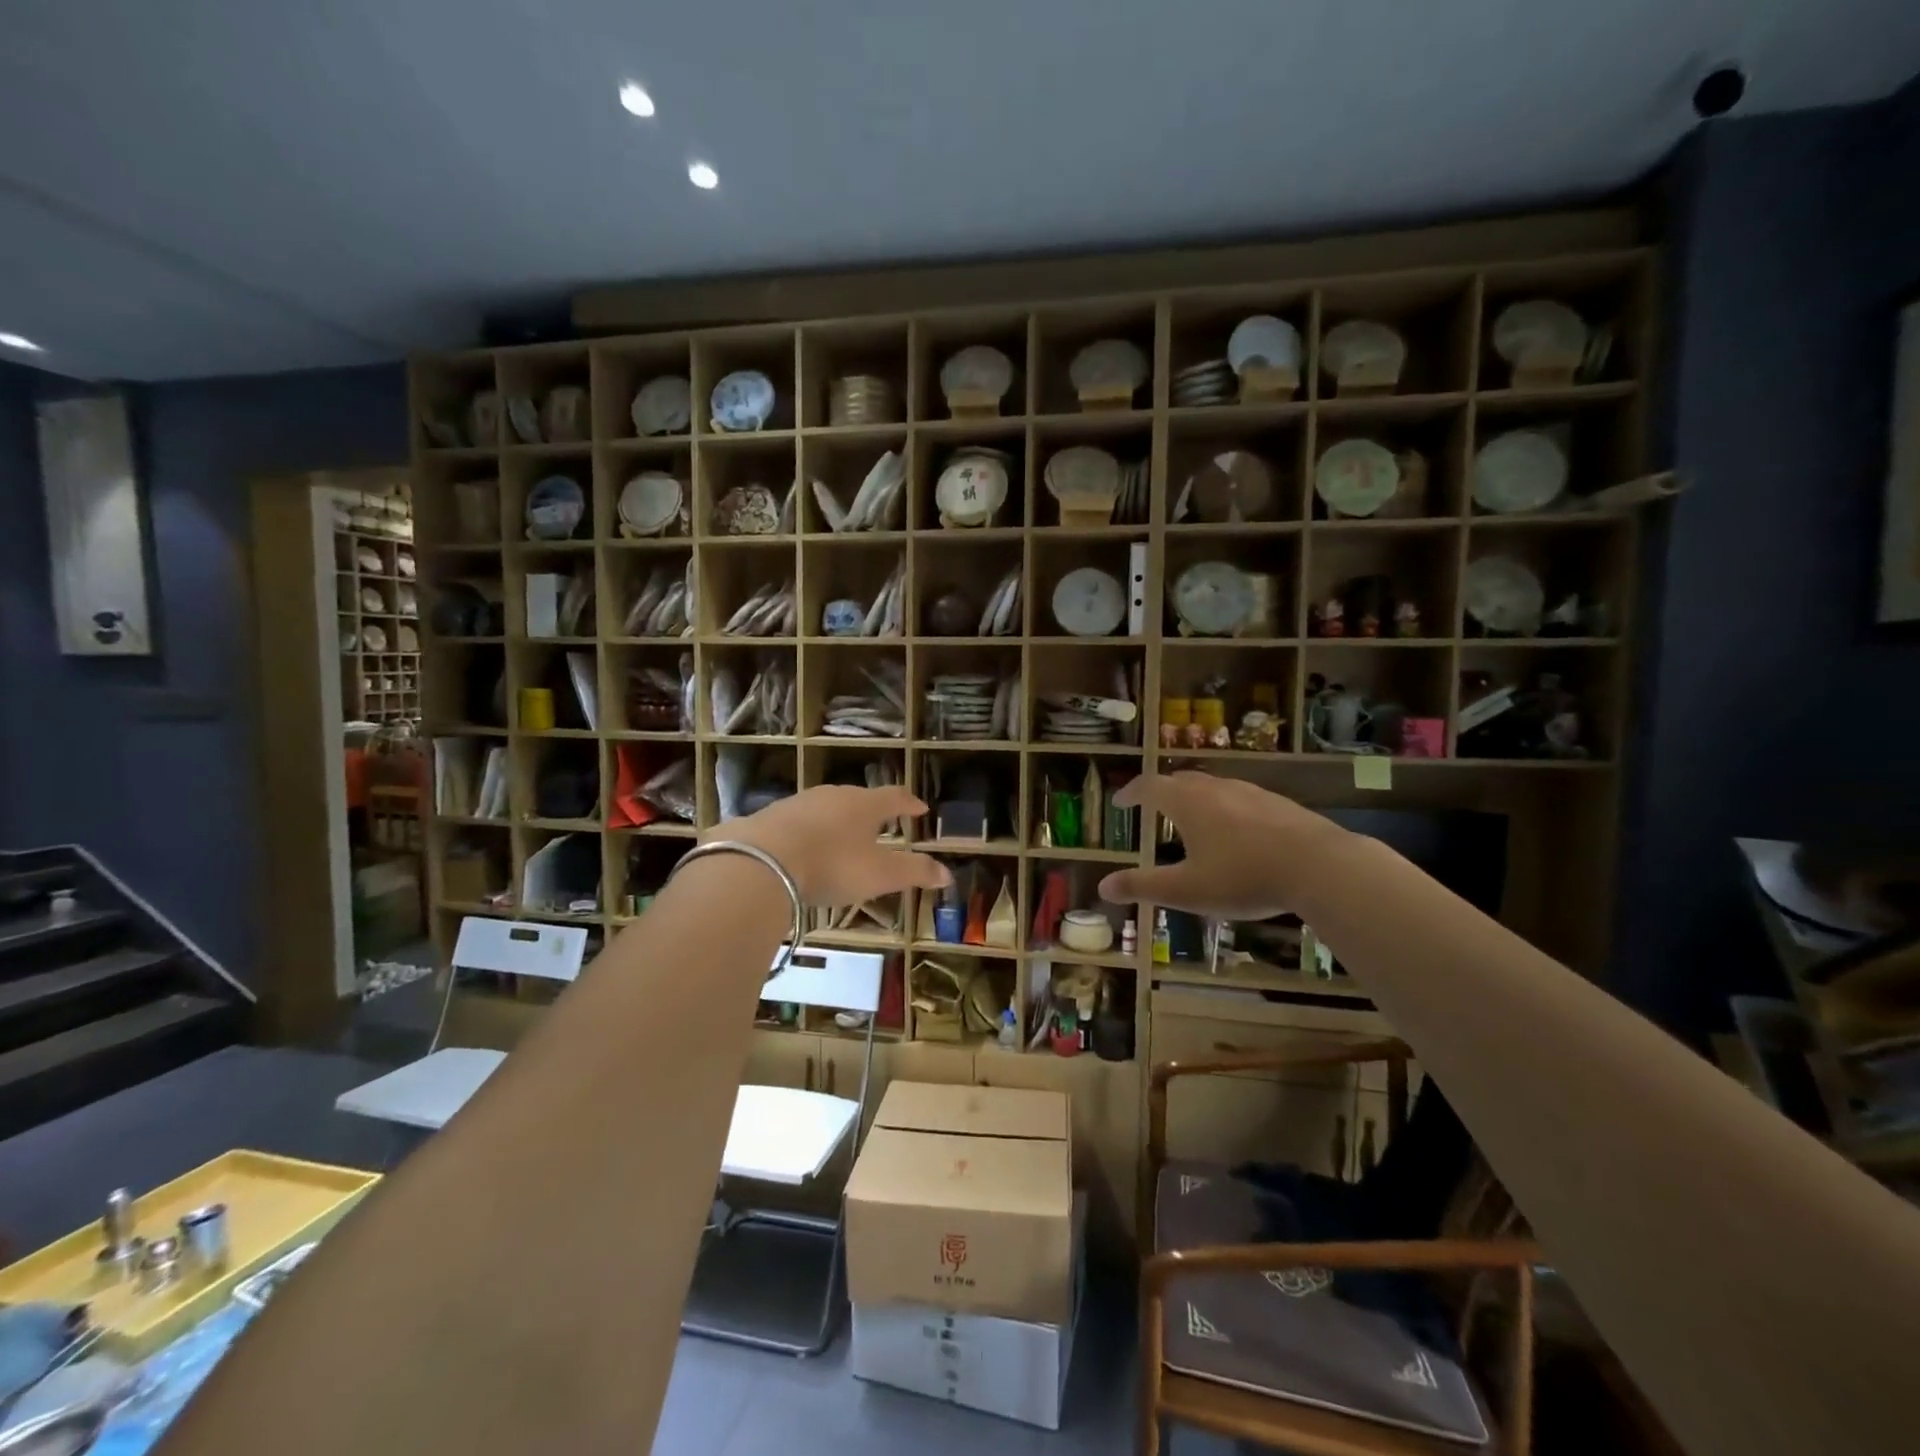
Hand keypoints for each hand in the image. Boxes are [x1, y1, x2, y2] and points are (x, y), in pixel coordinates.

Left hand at [717, 785, 950, 906]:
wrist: (761, 861)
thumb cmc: (832, 865)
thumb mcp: (880, 874)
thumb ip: (914, 872)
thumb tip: (948, 873)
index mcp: (865, 804)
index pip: (895, 796)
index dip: (909, 803)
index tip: (920, 808)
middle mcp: (833, 795)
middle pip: (859, 799)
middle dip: (871, 811)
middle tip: (881, 823)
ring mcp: (799, 803)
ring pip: (826, 808)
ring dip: (838, 820)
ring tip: (843, 836)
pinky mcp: (770, 817)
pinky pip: (798, 821)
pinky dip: (809, 832)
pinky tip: (804, 848)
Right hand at [1096, 773, 1349, 918]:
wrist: (1318, 866)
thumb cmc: (1242, 877)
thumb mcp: (1186, 890)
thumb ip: (1143, 887)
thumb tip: (1103, 886)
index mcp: (1187, 803)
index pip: (1149, 786)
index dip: (1131, 792)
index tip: (1120, 802)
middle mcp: (1216, 789)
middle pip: (1181, 780)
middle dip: (1162, 791)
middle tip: (1152, 805)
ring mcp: (1251, 793)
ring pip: (1214, 787)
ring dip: (1195, 797)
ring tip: (1192, 818)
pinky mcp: (1279, 804)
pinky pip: (1241, 798)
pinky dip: (1225, 808)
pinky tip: (1237, 831)